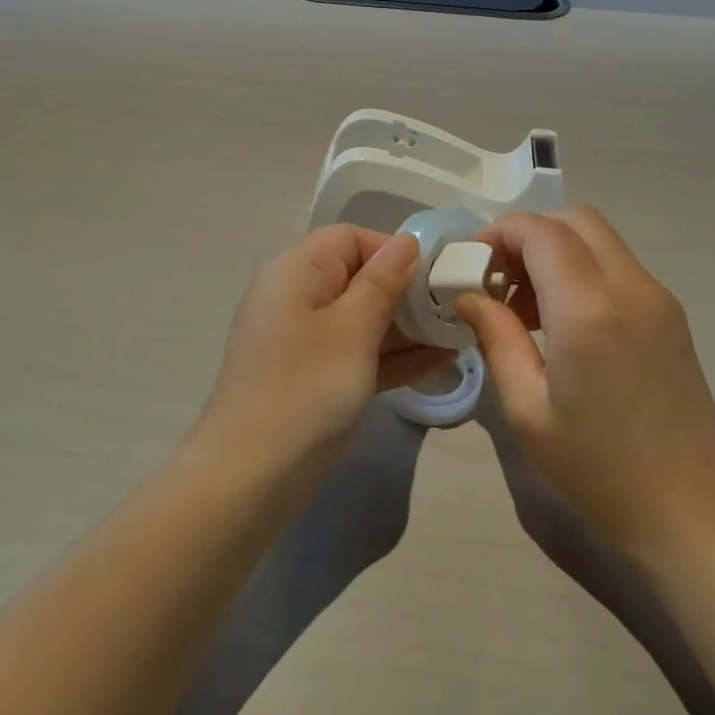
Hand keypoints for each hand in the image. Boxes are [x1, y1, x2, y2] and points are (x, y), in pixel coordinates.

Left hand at [195, 226, 455, 476]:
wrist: (254, 475)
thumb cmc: (306, 387)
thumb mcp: (352, 328)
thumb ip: (383, 281)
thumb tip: (407, 241)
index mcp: (297, 271)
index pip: (350, 239)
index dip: (393, 250)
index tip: (435, 274)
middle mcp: (299, 298)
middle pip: (360, 278)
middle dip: (408, 291)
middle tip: (457, 307)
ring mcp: (308, 342)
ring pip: (365, 320)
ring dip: (409, 326)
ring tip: (460, 332)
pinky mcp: (318, 378)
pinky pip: (362, 354)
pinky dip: (395, 356)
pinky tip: (442, 360)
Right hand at [455, 209, 714, 561]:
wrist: (689, 505)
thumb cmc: (597, 466)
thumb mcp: (526, 409)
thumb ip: (497, 338)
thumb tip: (469, 296)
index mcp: (589, 310)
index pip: (540, 232)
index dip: (499, 234)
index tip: (471, 266)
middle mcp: (630, 288)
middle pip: (575, 220)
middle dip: (528, 235)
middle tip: (498, 282)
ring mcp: (658, 297)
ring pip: (599, 240)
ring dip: (555, 253)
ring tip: (525, 309)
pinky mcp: (670, 314)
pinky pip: (618, 267)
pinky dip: (582, 272)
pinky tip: (563, 324)